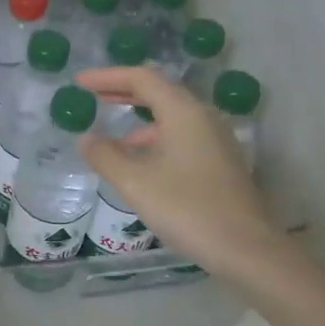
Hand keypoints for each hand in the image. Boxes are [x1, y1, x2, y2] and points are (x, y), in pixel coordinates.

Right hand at [75, 67, 277, 273]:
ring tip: (111, 134)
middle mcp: (202, 117)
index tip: (79, 82)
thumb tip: (86, 139)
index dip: (107, 77)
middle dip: (123, 92)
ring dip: (139, 118)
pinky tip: (140, 162)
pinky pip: (181, 135)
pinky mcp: (220, 161)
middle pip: (159, 92)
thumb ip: (105, 156)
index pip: (141, 78)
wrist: (246, 248)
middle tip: (92, 95)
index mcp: (183, 112)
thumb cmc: (187, 209)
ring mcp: (215, 139)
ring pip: (171, 116)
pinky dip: (155, 138)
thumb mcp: (135, 183)